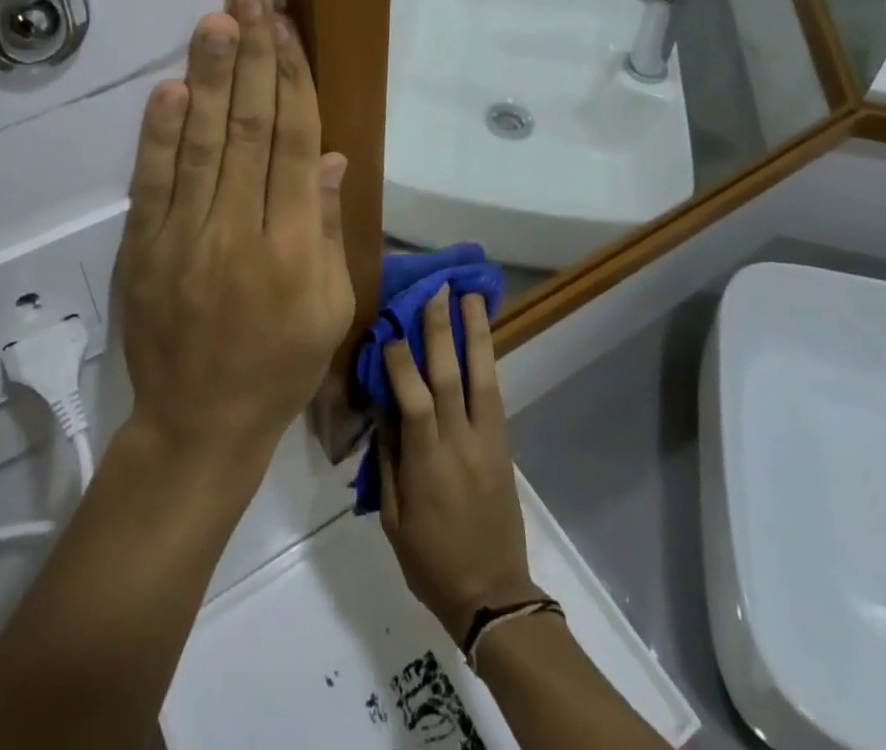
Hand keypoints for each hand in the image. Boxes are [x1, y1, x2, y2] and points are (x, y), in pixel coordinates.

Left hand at [114, 0, 353, 469]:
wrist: (199, 424)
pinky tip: (170, 88)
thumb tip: (333, 156)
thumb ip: (329, 227)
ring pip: (203, 142)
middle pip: (251, 127)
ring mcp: (186, 237)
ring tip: (216, 21)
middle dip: (253, 55)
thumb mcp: (330, 306)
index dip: (293, 79)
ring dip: (210, 77)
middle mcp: (242, 230)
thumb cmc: (281, 365)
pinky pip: (153, 183)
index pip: (297, 143)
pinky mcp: (143, 249)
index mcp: (295, 246)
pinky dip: (160, 133)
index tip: (285, 28)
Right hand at [379, 288, 538, 643]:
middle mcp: (461, 444)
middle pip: (451, 376)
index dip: (402, 361)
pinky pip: (494, 394)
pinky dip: (487, 361)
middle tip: (436, 289)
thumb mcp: (394, 519)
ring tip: (471, 296)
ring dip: (476, 333)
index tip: (389, 327)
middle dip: (442, 330)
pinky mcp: (504, 445)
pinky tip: (481, 337)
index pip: (415, 400)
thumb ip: (388, 460)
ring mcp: (488, 442)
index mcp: (428, 465)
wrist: (493, 595)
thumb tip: (381, 408)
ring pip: (482, 377)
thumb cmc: (431, 562)